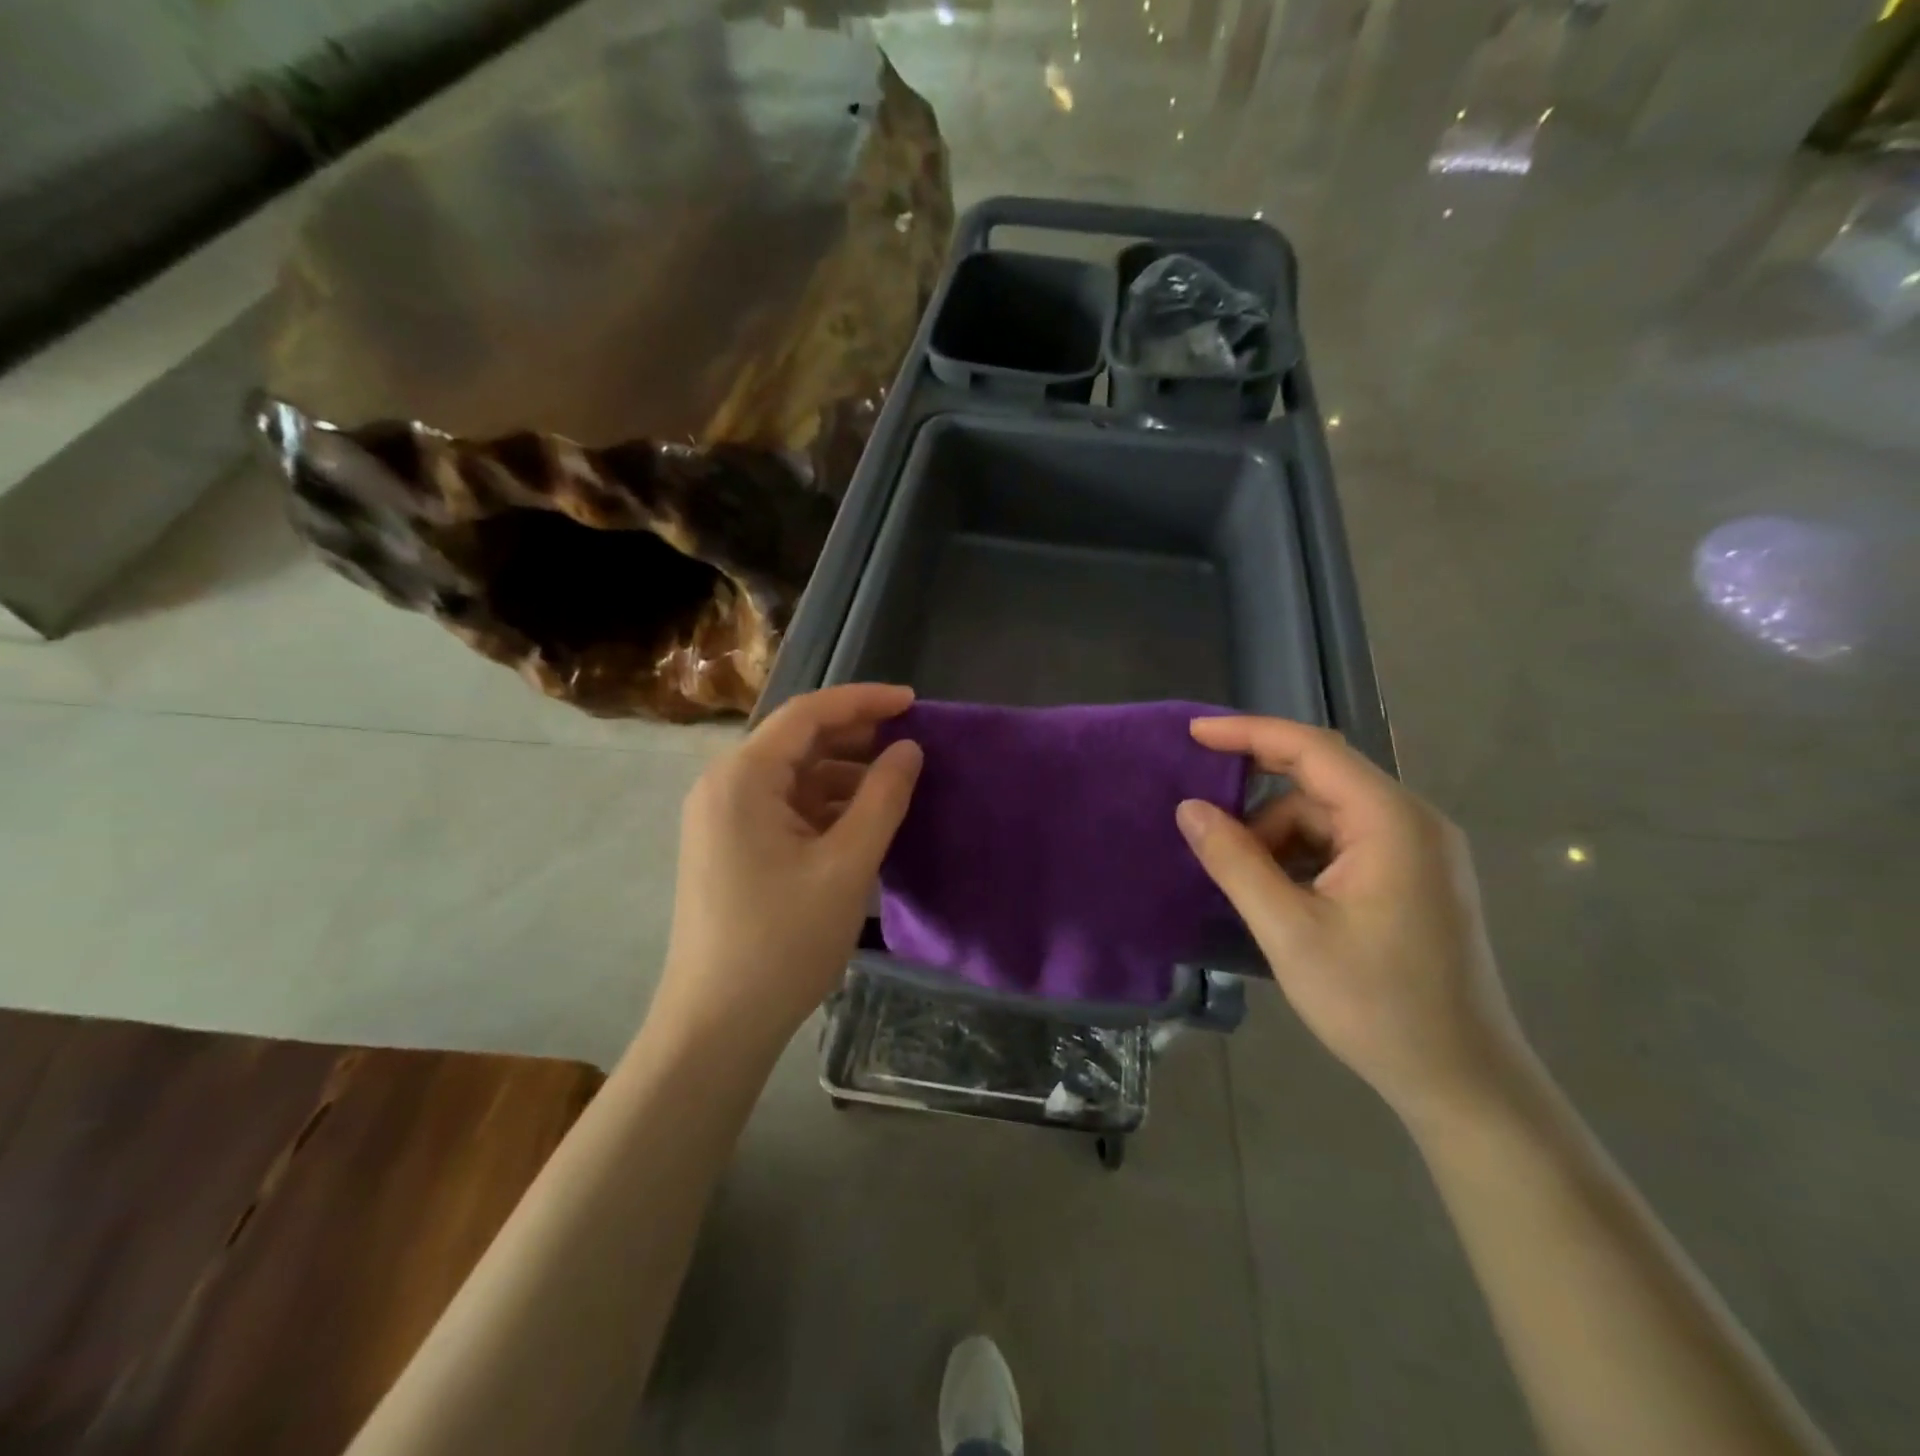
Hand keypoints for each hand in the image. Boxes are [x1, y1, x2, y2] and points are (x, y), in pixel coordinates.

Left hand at [654, 683, 922, 1052]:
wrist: (717, 1025)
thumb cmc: (783, 941)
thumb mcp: (847, 866)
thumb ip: (883, 799)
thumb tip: (909, 749)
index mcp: (742, 778)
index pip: (807, 714)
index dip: (863, 700)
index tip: (914, 702)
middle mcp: (724, 786)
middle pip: (797, 740)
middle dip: (855, 736)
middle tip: (911, 742)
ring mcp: (723, 818)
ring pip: (793, 776)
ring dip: (843, 774)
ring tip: (896, 784)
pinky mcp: (730, 847)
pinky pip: (784, 807)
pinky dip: (824, 805)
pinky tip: (862, 820)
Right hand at [1177, 717, 1531, 1124]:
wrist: (1463, 1082)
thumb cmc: (1376, 1004)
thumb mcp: (1289, 931)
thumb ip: (1235, 862)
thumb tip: (1189, 809)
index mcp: (1391, 822)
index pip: (1312, 749)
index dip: (1248, 733)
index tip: (1193, 733)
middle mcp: (1412, 822)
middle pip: (1319, 782)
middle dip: (1257, 800)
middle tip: (1202, 818)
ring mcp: (1417, 851)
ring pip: (1326, 819)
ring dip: (1277, 840)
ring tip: (1246, 887)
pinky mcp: (1413, 879)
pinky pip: (1343, 845)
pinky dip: (1301, 859)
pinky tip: (1279, 897)